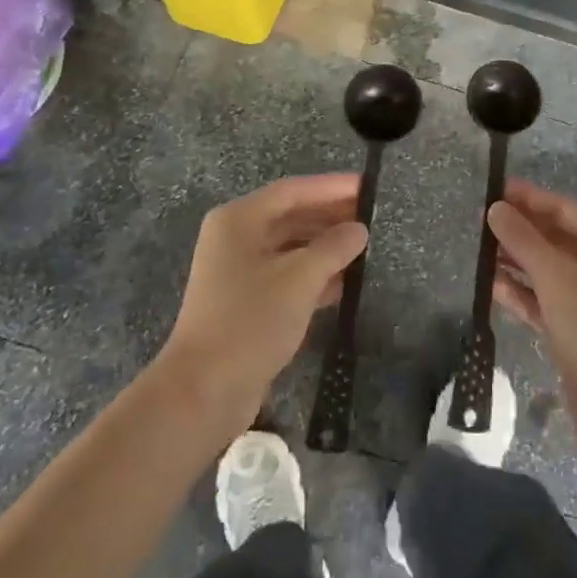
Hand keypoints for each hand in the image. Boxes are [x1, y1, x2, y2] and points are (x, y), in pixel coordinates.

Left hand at [156, 174, 367, 432]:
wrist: (204, 391)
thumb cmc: (250, 321)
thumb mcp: (299, 278)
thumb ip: (333, 247)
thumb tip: (359, 230)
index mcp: (239, 220)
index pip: (292, 191)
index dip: (331, 187)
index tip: (368, 186)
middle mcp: (236, 238)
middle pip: (290, 216)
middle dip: (330, 216)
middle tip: (372, 217)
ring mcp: (239, 271)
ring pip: (290, 247)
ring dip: (325, 247)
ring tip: (365, 247)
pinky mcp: (246, 302)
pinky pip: (286, 275)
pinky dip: (314, 275)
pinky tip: (346, 282)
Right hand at [487, 179, 576, 452]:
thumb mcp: (556, 276)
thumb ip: (523, 239)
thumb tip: (496, 209)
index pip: (564, 209)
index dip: (529, 198)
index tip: (494, 191)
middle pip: (555, 238)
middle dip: (520, 231)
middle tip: (479, 223)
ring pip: (547, 270)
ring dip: (516, 261)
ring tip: (479, 252)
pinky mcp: (576, 329)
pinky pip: (544, 300)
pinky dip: (521, 292)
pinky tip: (491, 286)